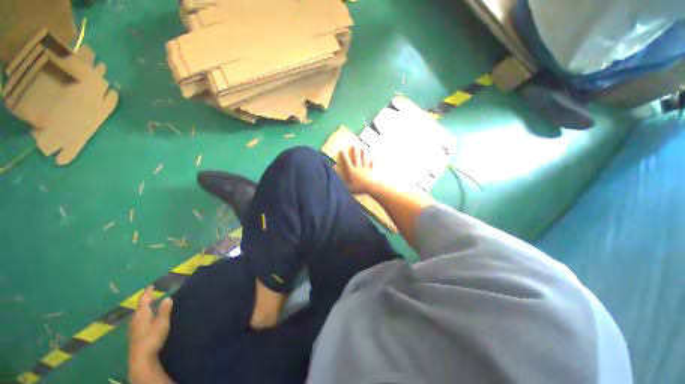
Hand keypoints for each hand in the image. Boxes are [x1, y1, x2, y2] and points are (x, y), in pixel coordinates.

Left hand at [129, 286, 172, 363]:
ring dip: (145, 309)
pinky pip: (139, 321)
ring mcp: (133, 328)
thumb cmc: (152, 336)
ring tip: (151, 307)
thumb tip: (167, 297)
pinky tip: (148, 320)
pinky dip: (144, 316)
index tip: (151, 286)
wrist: (141, 357)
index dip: (148, 292)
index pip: (144, 299)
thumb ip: (164, 310)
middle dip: (146, 300)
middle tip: (152, 295)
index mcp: (141, 313)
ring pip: (139, 315)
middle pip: (140, 307)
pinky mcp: (134, 335)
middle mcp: (135, 318)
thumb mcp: (162, 322)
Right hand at [338, 145, 378, 193]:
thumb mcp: (348, 187)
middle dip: (355, 151)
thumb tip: (337, 178)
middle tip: (354, 145)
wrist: (370, 187)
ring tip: (363, 148)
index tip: (342, 149)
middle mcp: (358, 168)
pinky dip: (372, 163)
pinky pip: (371, 166)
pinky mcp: (371, 172)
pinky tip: (373, 159)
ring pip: (364, 160)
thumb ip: (343, 182)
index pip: (347, 162)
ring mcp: (365, 169)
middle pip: (356, 158)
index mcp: (352, 171)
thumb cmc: (358, 187)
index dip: (344, 156)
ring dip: (363, 154)